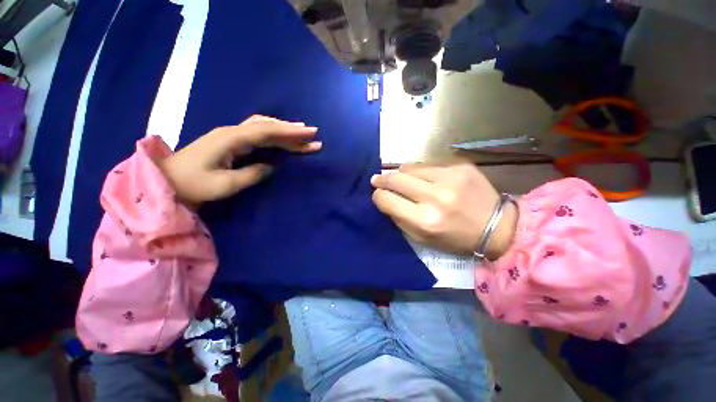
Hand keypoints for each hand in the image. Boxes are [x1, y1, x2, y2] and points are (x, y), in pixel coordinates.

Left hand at [157, 115, 320, 206]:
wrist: (167, 181)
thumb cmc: (193, 185)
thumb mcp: (225, 185)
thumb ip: (252, 174)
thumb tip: (272, 166)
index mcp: (231, 139)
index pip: (267, 131)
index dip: (291, 132)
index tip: (310, 133)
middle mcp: (233, 131)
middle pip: (268, 126)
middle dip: (293, 130)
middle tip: (313, 135)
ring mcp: (232, 135)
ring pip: (264, 127)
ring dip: (285, 131)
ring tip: (303, 134)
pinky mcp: (232, 141)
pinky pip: (258, 134)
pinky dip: (274, 134)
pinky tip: (283, 138)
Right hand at [371, 162, 516, 259]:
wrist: (497, 226)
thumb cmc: (455, 237)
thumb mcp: (422, 238)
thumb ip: (399, 218)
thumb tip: (385, 198)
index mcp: (424, 220)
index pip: (386, 199)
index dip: (377, 196)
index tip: (377, 194)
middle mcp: (435, 196)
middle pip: (395, 178)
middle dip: (382, 179)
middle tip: (377, 179)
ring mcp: (449, 177)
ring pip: (409, 167)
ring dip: (401, 173)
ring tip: (401, 178)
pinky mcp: (460, 165)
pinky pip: (428, 163)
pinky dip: (420, 170)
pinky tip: (424, 177)